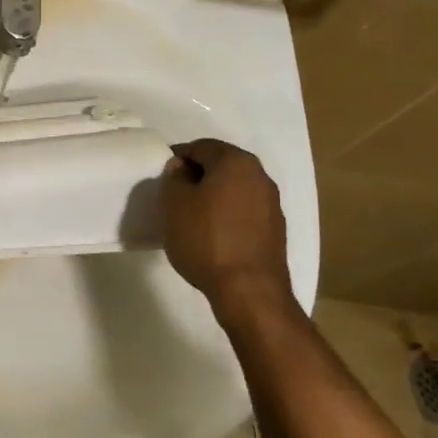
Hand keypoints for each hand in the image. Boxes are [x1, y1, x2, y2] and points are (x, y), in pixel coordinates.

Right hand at [160, 138, 293, 308]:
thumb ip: (174, 178)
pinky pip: (244, 210)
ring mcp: (272, 203)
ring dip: (213, 195)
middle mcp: (259, 176)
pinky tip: (212, 233)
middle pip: (221, 165)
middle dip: (197, 175)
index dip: (177, 157)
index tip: (162, 176)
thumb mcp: (174, 204)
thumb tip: (182, 168)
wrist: (249, 291)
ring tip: (191, 216)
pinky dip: (227, 214)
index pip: (200, 146)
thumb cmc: (206, 239)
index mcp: (236, 162)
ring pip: (234, 188)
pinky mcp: (275, 229)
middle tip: (174, 195)